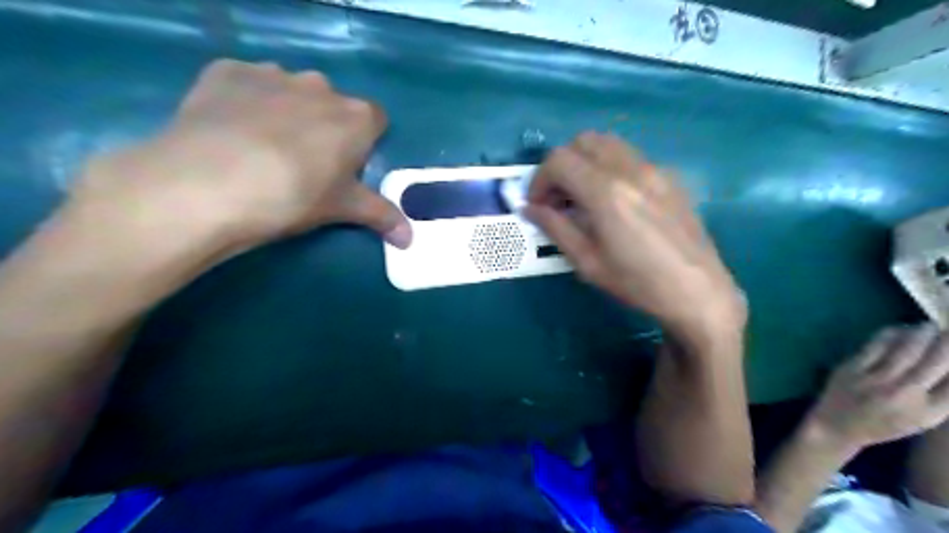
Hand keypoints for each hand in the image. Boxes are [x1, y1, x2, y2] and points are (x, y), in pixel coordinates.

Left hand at [67, 58, 406, 248]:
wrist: (209, 184)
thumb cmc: (294, 196)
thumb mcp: (343, 209)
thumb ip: (382, 217)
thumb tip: (411, 240)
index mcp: (356, 117)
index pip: (376, 120)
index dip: (364, 143)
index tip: (347, 167)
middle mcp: (320, 86)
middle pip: (333, 104)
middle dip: (326, 126)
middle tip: (305, 163)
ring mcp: (272, 74)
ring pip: (291, 91)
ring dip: (287, 111)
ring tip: (262, 147)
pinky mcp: (227, 71)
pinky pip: (247, 83)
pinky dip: (246, 101)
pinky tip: (230, 130)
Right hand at [521, 131, 744, 343]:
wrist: (698, 292)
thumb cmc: (637, 283)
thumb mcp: (587, 262)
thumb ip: (555, 228)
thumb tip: (529, 208)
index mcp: (606, 192)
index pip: (559, 160)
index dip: (539, 180)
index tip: (538, 205)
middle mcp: (630, 169)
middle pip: (583, 141)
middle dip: (561, 165)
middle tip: (558, 198)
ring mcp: (655, 169)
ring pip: (609, 143)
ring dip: (586, 161)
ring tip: (583, 195)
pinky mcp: (670, 177)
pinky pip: (631, 157)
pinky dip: (610, 167)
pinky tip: (615, 200)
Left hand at [811, 323, 948, 451]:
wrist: (836, 426)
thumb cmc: (883, 423)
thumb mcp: (921, 419)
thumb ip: (940, 397)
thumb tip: (948, 367)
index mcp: (927, 412)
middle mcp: (904, 395)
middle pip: (936, 360)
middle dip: (947, 341)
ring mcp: (875, 380)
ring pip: (906, 348)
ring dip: (921, 333)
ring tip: (929, 326)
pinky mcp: (851, 368)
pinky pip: (876, 345)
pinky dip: (891, 334)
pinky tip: (899, 329)